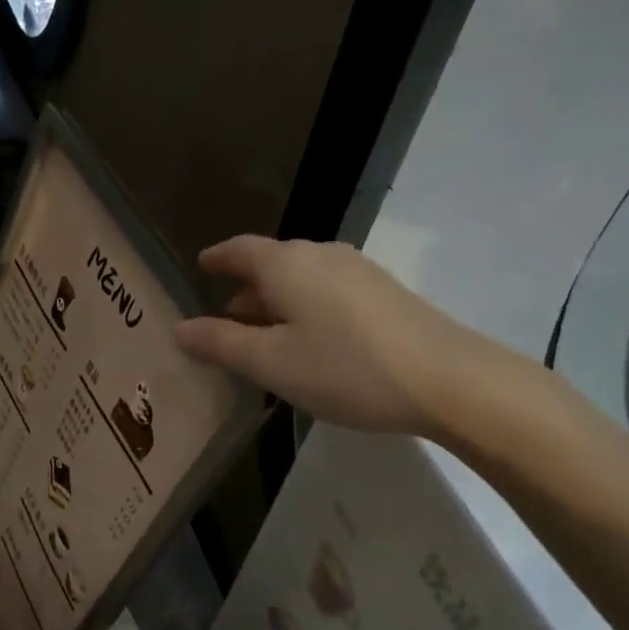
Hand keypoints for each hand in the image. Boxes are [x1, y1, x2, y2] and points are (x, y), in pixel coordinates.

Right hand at [175, 236, 522, 442]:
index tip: (201, 265)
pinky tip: (310, 343)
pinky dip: (305, 310)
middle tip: (224, 322)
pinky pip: (327, 292)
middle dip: (245, 290)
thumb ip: (222, 344)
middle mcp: (321, 255)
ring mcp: (358, 271)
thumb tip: (181, 328)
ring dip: (276, 303)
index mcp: (287, 265)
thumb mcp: (272, 363)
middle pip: (272, 265)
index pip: (240, 250)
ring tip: (264, 338)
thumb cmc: (345, 368)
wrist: (447, 379)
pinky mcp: (384, 293)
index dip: (217, 258)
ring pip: (301, 281)